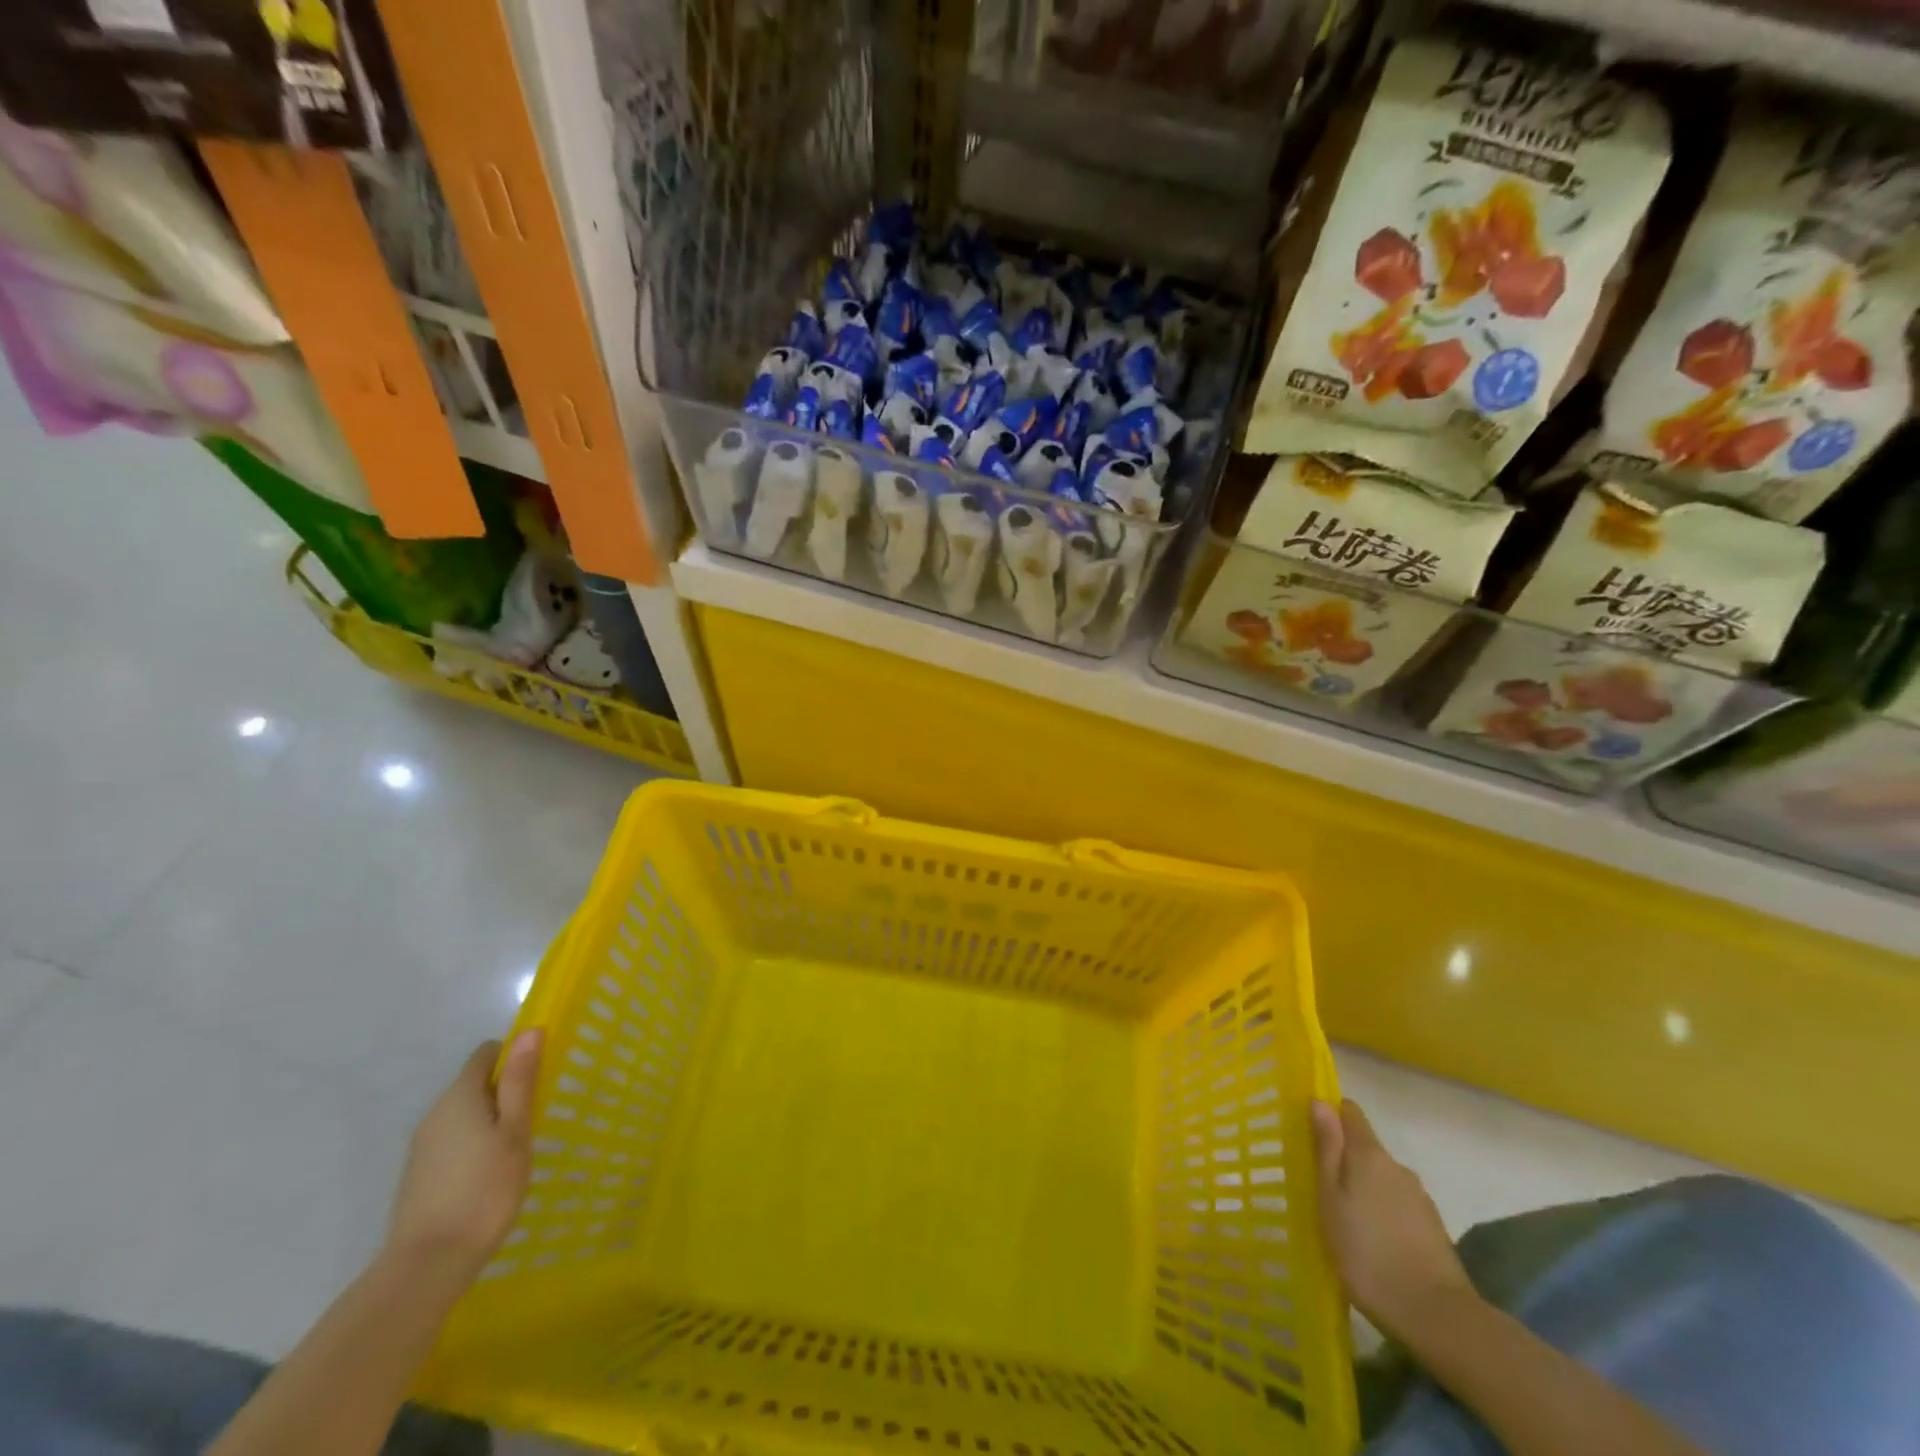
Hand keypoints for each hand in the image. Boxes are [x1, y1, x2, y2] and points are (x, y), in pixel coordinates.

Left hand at [386, 1030, 542, 1281]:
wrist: (426, 1266)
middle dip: (504, 1091)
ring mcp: (422, 1146)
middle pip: (474, 1083)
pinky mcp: (417, 1174)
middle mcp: (435, 1113)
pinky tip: (488, 1175)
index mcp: (459, 1096)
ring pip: (463, 1114)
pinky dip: (473, 1145)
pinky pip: (452, 1141)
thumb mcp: (515, 1131)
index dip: (514, 1056)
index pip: (486, 1054)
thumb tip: (529, 1031)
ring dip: (489, 1120)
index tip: (537, 1080)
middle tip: (533, 1118)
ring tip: (514, 1150)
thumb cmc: (484, 1190)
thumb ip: (520, 1081)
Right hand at [1311, 1098, 1476, 1342]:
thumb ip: (1327, 1148)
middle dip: (1344, 1158)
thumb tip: (1320, 1101)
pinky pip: (1397, 1203)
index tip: (1310, 1135)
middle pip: (1365, 1146)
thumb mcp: (1330, 1199)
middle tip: (1320, 1188)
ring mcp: (1419, 1197)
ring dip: (1363, 1187)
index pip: (1349, 1111)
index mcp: (1369, 1154)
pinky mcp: (1433, 1227)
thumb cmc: (1367, 1253)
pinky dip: (1382, 1211)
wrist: (1437, 1317)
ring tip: (1346, 1220)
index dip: (1329, 1115)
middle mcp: (1397, 1166)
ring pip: (1381, 1177)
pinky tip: (1373, 1241)